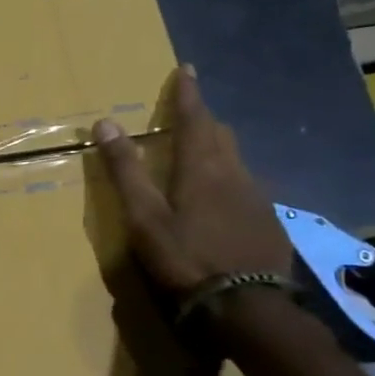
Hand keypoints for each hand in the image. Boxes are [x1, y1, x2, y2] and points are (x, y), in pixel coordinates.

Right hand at [91, 65, 293, 296]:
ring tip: (200, 153)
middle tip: (187, 112)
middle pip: (220, 135)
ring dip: (216, 148)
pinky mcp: (268, 221)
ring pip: (236, 160)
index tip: (186, 69)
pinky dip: (228, 177)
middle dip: (202, 119)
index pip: (194, 118)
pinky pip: (246, 185)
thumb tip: (105, 124)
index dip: (187, 94)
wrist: (246, 306)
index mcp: (202, 168)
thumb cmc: (185, 257)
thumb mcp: (143, 216)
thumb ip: (125, 171)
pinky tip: (220, 197)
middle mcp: (235, 174)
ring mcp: (257, 198)